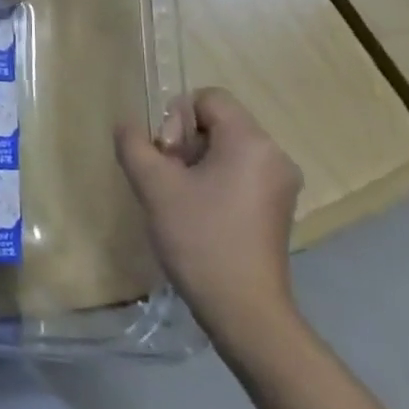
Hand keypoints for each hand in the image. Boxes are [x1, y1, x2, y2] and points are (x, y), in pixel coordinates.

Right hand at [114, 88, 303, 351]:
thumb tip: (127, 125)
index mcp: (251, 142)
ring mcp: (280, 183)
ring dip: (196, 164)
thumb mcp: (154, 186)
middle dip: (184, 143)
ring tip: (181, 200)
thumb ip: (134, 144)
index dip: (176, 118)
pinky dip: (214, 181)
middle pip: (218, 122)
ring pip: (226, 149)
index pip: (208, 98)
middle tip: (169, 180)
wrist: (244, 310)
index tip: (167, 157)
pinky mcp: (277, 207)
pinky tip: (199, 213)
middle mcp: (274, 155)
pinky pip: (239, 173)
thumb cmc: (200, 239)